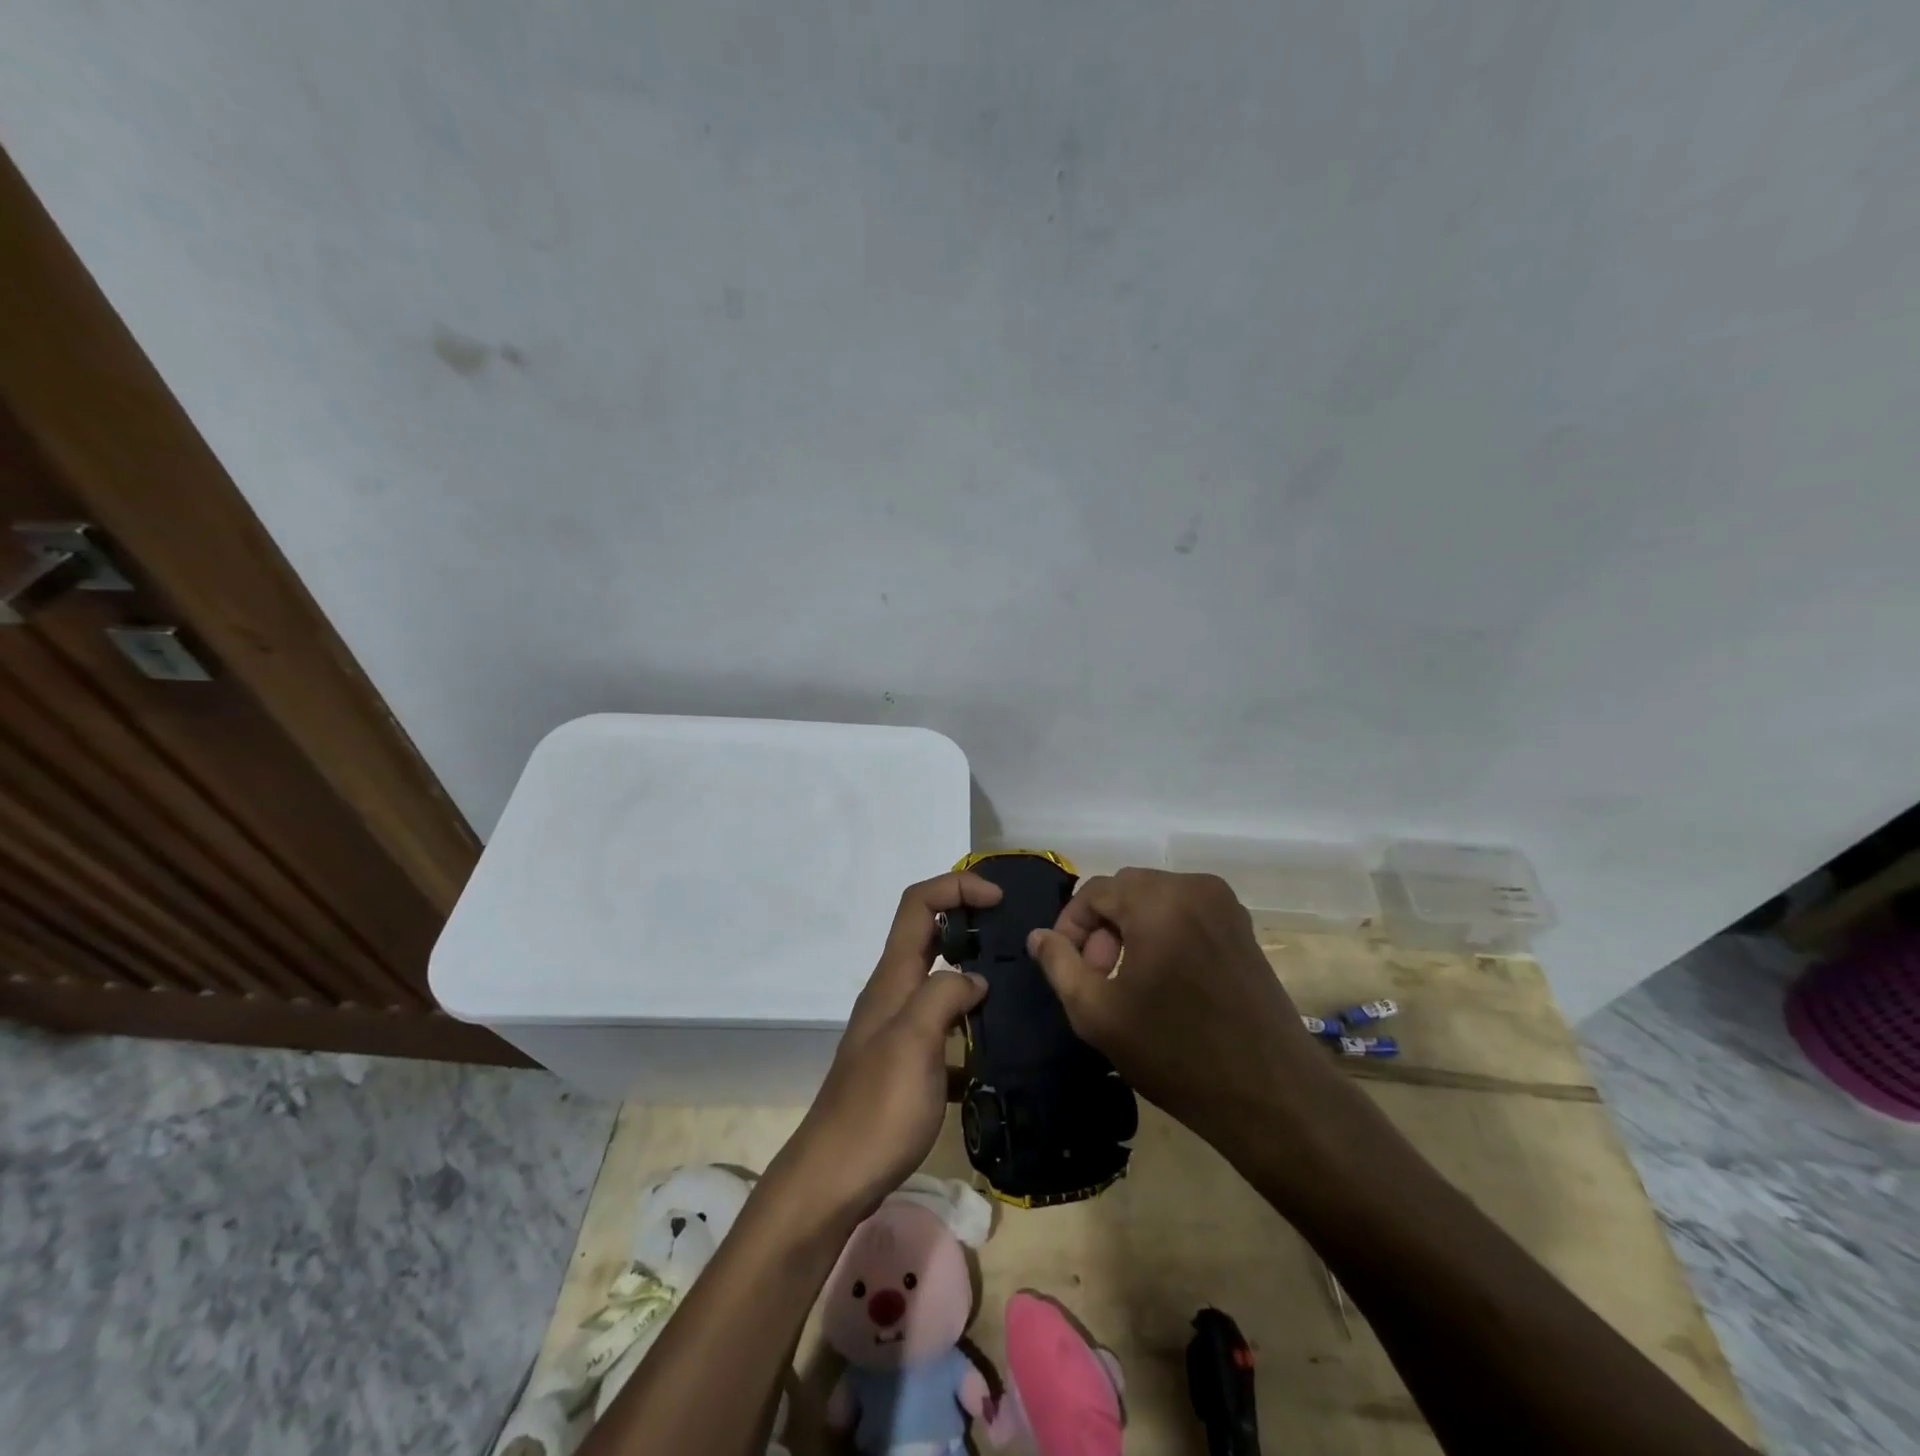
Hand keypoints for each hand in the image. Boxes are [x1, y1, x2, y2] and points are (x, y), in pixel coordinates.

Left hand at [775, 872, 999, 1220]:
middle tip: (1015, 938)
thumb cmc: (877, 1108)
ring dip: (974, 975)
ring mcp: (898, 1030)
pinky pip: (945, 1030)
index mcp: (893, 977)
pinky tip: (1000, 1053)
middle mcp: (893, 993)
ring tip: (1018, 989)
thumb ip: (944, 995)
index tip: (999, 899)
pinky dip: (971, 1028)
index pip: (919, 904)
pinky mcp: (907, 1065)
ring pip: (939, 982)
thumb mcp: (915, 1041)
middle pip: (930, 935)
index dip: (956, 887)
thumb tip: (975, 979)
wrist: (835, 1179)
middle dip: (970, 923)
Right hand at [1027, 868, 1364, 1170]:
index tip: (1066, 967)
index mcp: (1159, 899)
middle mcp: (1195, 887)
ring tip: (1126, 983)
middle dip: (1101, 929)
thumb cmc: (1177, 1053)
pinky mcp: (1243, 928)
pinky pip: (1185, 913)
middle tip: (1097, 979)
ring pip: (1156, 901)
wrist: (1273, 1097)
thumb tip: (1038, 936)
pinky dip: (1163, 934)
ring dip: (1130, 931)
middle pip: (1126, 891)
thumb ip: (1059, 965)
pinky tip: (1163, 982)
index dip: (1070, 926)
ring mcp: (1226, 905)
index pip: (1094, 891)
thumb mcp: (1098, 1013)